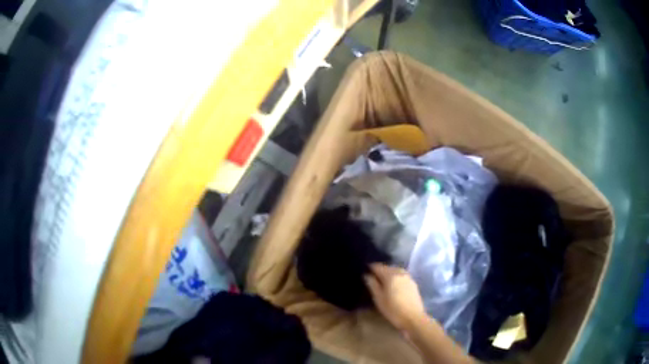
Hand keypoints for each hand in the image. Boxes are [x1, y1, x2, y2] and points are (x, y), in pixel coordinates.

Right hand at [364, 263, 426, 330]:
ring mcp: (408, 277)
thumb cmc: (393, 310)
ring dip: (388, 272)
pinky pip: (402, 275)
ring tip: (382, 280)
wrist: (413, 318)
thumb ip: (372, 285)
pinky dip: (395, 276)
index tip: (365, 270)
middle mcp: (400, 273)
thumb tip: (366, 275)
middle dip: (380, 270)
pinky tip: (393, 284)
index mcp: (391, 275)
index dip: (370, 267)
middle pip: (388, 267)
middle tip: (372, 276)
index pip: (378, 266)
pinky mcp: (413, 283)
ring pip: (396, 270)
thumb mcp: (378, 299)